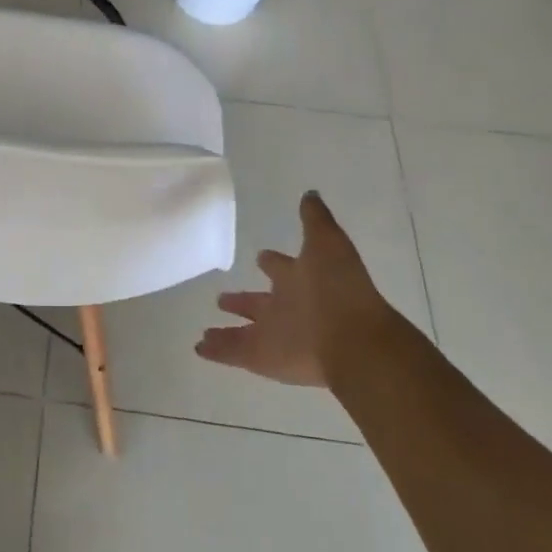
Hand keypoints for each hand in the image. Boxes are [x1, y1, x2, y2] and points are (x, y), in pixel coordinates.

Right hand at [196, 192, 396, 387]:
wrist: (353, 342)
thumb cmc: (339, 289)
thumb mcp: (328, 242)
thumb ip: (315, 219)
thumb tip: (310, 193)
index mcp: (300, 280)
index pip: (281, 268)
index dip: (271, 262)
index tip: (260, 256)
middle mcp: (286, 308)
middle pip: (259, 304)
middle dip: (243, 301)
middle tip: (222, 298)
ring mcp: (273, 335)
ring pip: (244, 332)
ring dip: (225, 331)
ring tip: (204, 330)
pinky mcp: (261, 358)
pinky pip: (232, 353)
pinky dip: (215, 350)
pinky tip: (198, 347)